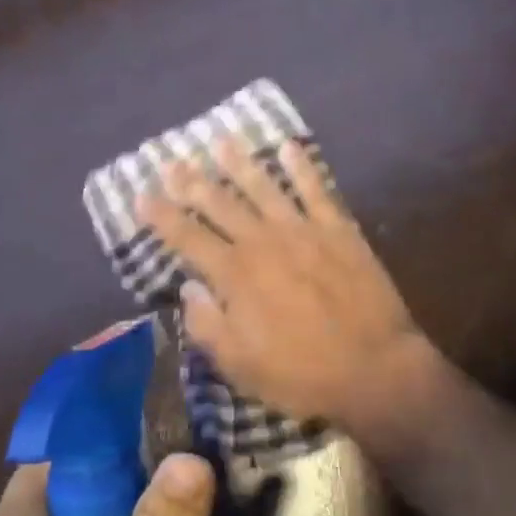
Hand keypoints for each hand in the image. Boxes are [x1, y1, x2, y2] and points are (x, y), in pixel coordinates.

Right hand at [139, 137, 426, 429]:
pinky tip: (289, 147)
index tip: (141, 194)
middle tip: (172, 160)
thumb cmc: (301, 375)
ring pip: (263, 188)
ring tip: (222, 140)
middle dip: (193, 182)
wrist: (374, 368)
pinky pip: (315, 190)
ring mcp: (302, 230)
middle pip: (220, 204)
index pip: (188, 238)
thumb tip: (188, 289)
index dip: (162, 216)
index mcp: (235, 275)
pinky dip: (301, 167)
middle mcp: (263, 242)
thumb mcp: (240, 366)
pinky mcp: (337, 229)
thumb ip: (207, 325)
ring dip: (240, 163)